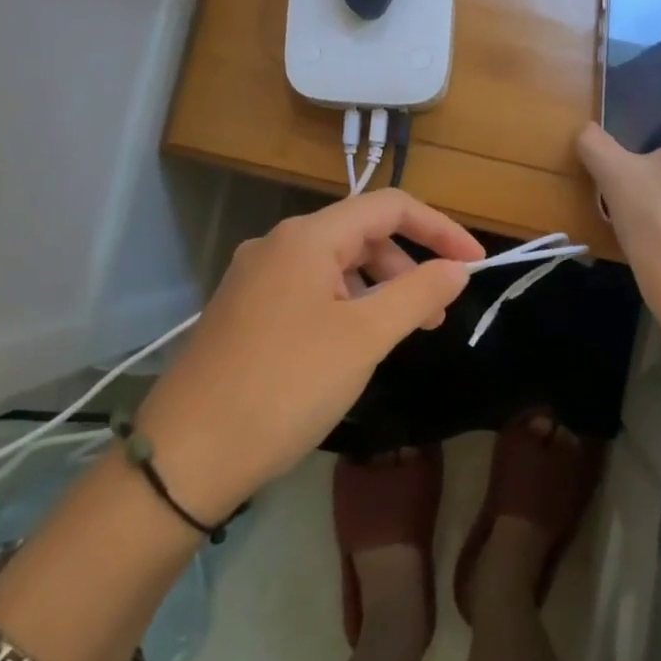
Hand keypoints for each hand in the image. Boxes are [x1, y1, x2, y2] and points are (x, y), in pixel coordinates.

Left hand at [134, 190, 482, 520]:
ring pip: (335, 266)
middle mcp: (277, 245)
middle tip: (437, 314)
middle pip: (361, 234)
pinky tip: (353, 345)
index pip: (389, 206)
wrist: (187, 455)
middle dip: (408, 265)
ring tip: (401, 333)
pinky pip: (309, 291)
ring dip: (378, 289)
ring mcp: (255, 278)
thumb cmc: (286, 386)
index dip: (439, 228)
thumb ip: (417, 293)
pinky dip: (346, 306)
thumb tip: (456, 268)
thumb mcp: (364, 338)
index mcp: (307, 237)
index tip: (474, 264)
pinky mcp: (244, 311)